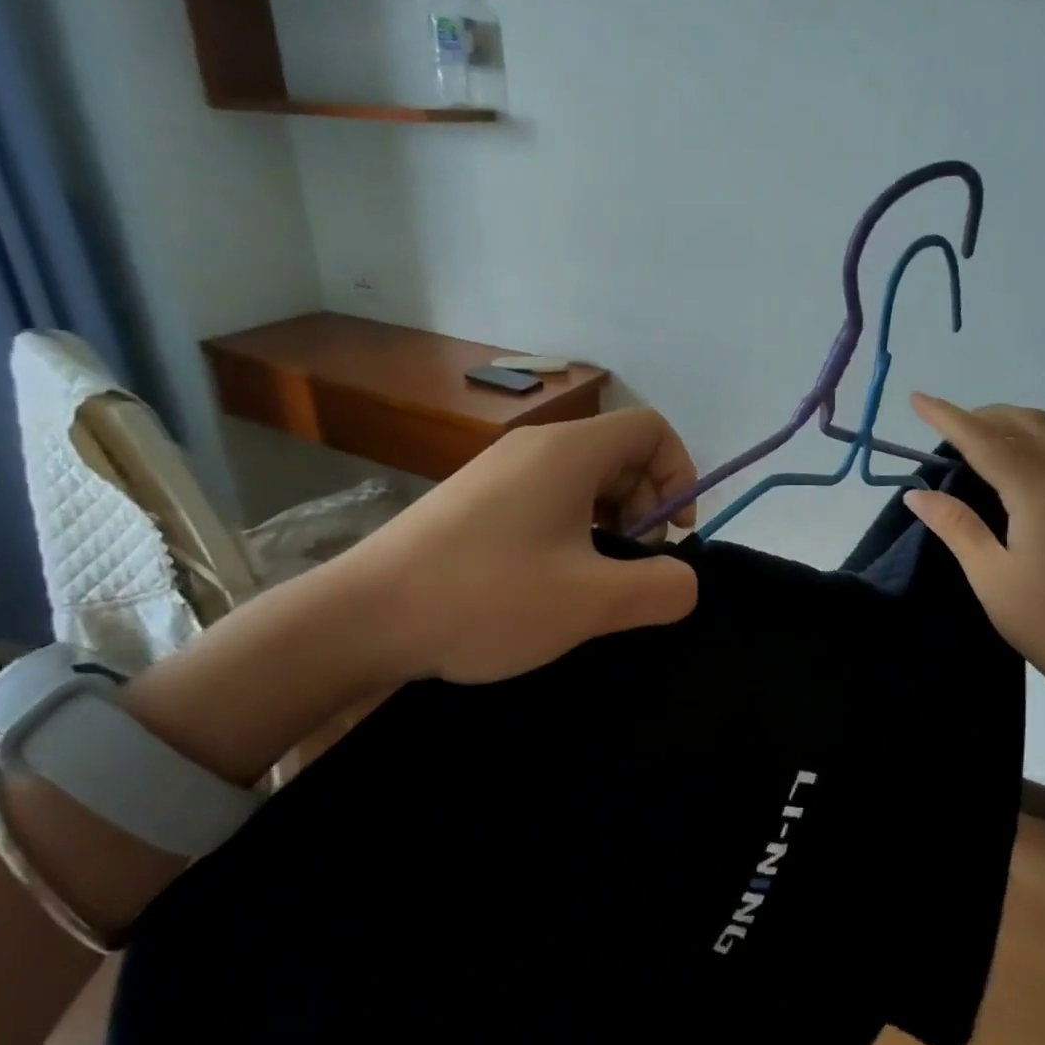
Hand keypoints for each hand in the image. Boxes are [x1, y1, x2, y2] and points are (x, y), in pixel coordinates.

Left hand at [316, 408, 699, 687]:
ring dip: (608, 521)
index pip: (652, 428)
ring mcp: (500, 469)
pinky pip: (547, 495)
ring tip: (591, 578)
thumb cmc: (486, 599)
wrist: (361, 617)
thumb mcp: (589, 603)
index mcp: (569, 452)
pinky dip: (570, 527)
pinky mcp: (475, 497)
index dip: (679, 475)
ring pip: (583, 477)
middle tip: (631, 565)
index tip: (670, 535)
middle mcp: (536, 446)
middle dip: (645, 505)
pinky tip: (549, 578)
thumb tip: (683, 579)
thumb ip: (660, 588)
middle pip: (620, 452)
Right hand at [902, 393, 1044, 711]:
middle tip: (950, 430)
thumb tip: (917, 493)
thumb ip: (955, 525)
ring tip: (995, 444)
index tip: (916, 398)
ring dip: (1024, 426)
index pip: (983, 440)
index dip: (947, 417)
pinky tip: (1040, 475)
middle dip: (985, 416)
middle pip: (1027, 424)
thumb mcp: (989, 575)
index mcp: (1039, 490)